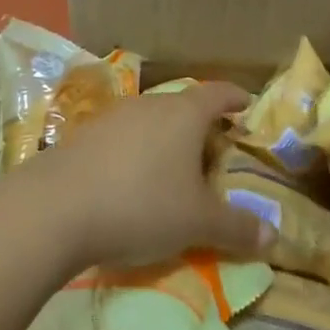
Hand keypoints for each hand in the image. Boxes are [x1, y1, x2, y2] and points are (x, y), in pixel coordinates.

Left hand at [26, 82, 272, 267]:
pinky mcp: (83, 135)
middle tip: (212, 152)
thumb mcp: (197, 223)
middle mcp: (149, 105)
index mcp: (184, 114)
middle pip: (182, 106)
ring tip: (171, 170)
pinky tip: (129, 182)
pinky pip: (121, 138)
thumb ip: (236, 227)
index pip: (217, 93)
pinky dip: (134, 153)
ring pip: (149, 121)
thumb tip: (274, 237)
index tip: (246, 105)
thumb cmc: (141, 204)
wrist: (56, 208)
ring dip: (164, 140)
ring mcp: (112, 117)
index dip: (235, 98)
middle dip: (200, 126)